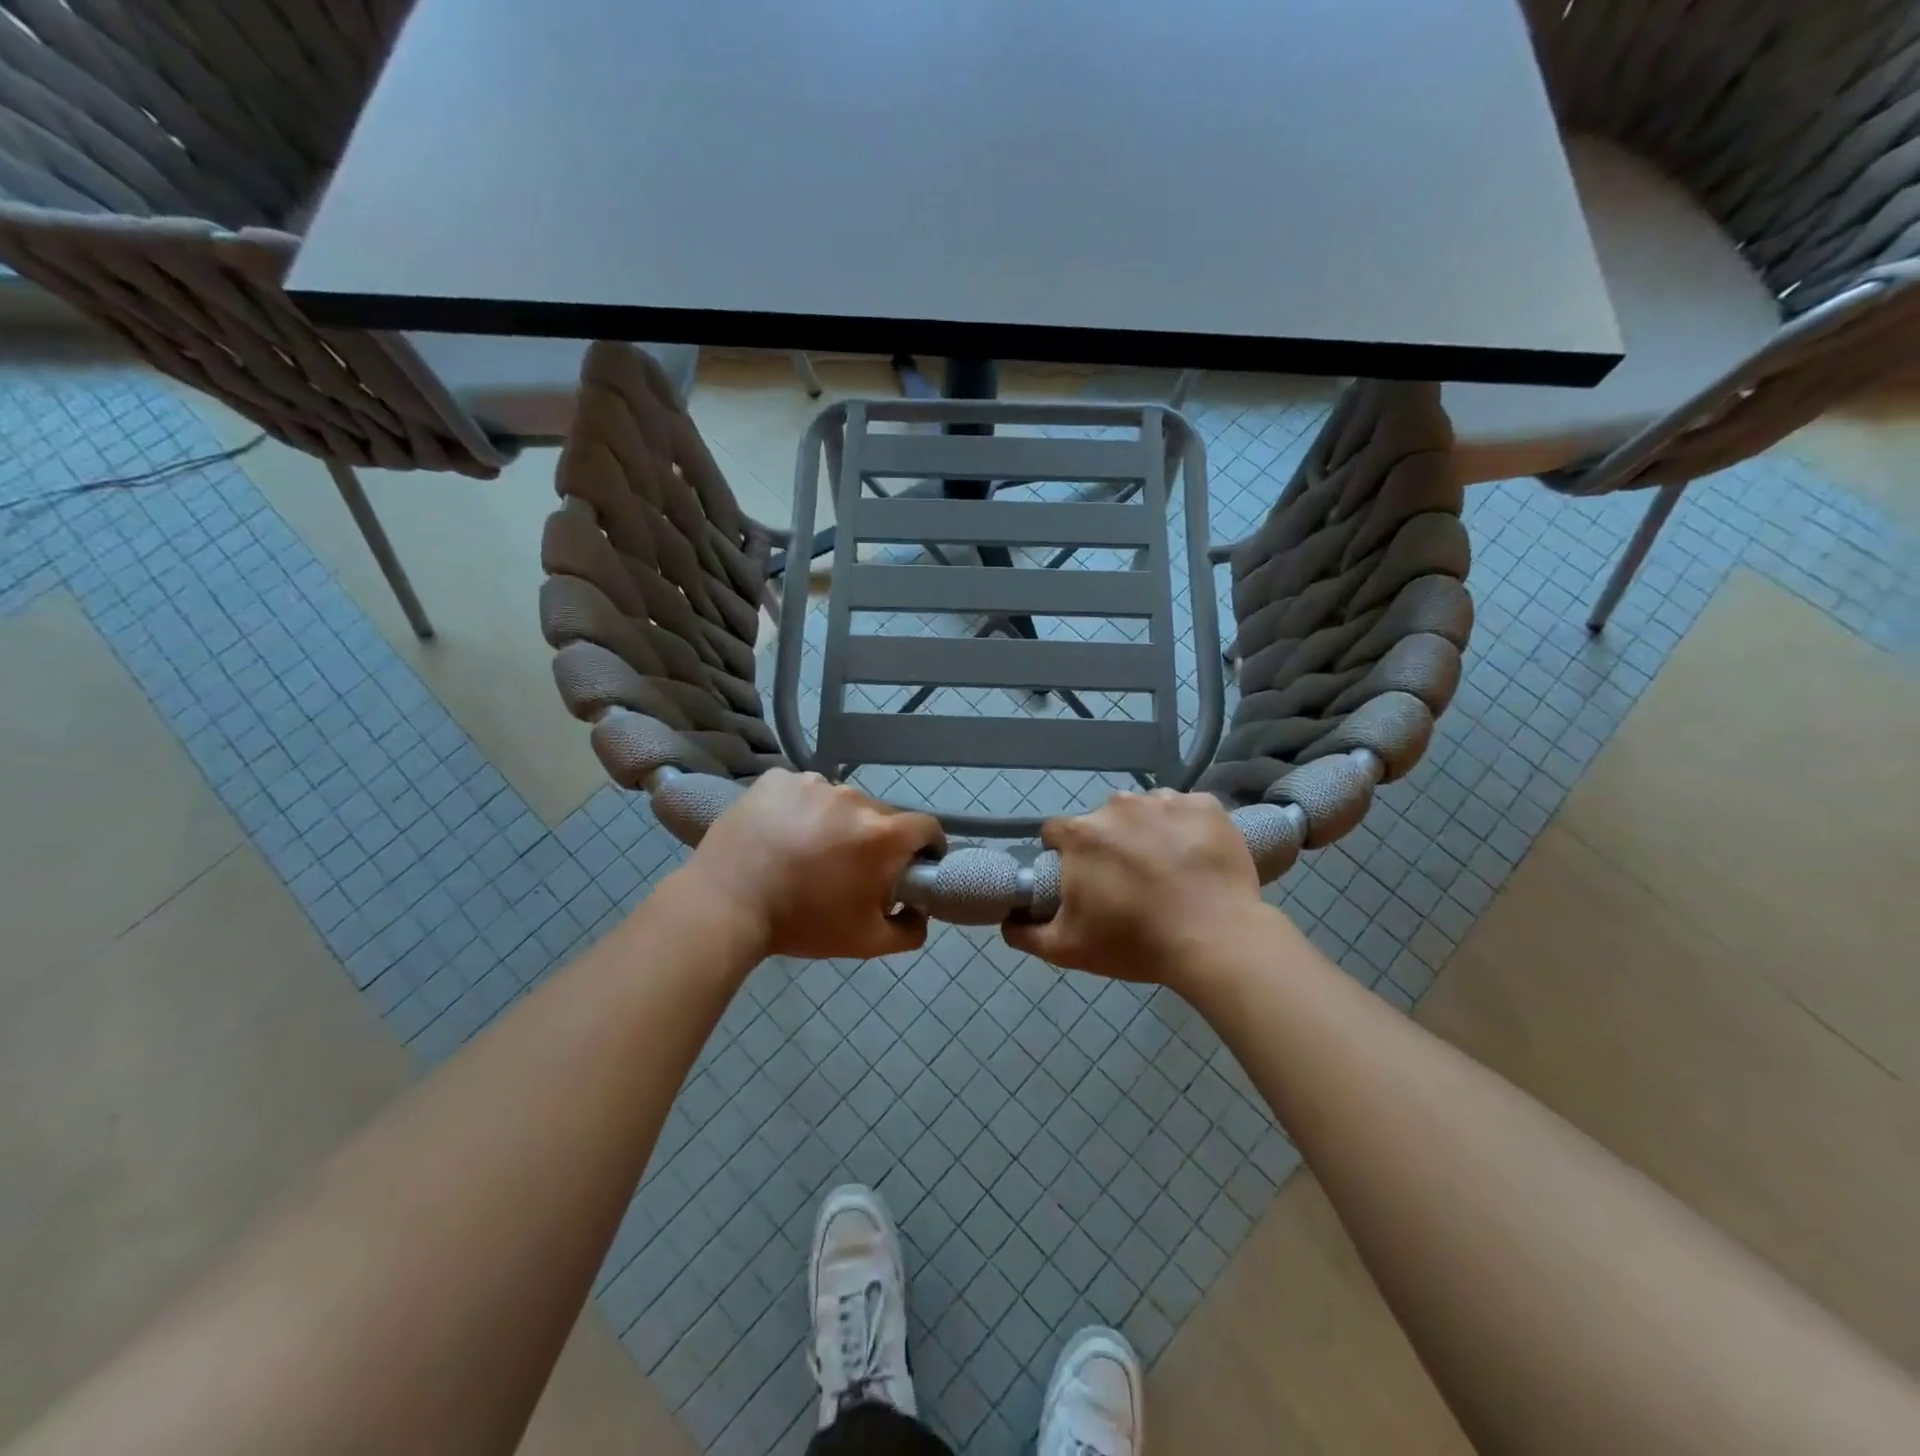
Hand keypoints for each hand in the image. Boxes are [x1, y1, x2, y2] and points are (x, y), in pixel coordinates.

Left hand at [685, 770, 943, 959]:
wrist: (725, 905)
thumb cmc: (802, 923)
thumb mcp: (865, 942)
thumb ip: (909, 930)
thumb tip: (920, 912)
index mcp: (883, 834)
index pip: (927, 827)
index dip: (927, 846)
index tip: (913, 864)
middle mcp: (854, 798)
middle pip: (881, 814)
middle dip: (875, 839)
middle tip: (849, 868)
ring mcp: (813, 782)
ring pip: (840, 801)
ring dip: (835, 822)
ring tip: (806, 851)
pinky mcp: (777, 778)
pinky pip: (801, 790)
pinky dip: (798, 808)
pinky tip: (779, 833)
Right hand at [1005, 789, 1263, 986]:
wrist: (1217, 941)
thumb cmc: (1136, 943)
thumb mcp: (1067, 950)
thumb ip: (1025, 933)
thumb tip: (1008, 918)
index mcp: (1081, 834)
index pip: (1057, 833)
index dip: (1064, 856)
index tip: (1082, 879)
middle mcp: (1117, 805)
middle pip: (1102, 821)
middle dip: (1109, 845)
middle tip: (1130, 883)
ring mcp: (1165, 801)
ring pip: (1145, 811)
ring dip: (1148, 833)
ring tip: (1169, 872)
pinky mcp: (1206, 805)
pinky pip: (1187, 810)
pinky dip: (1187, 828)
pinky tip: (1197, 859)